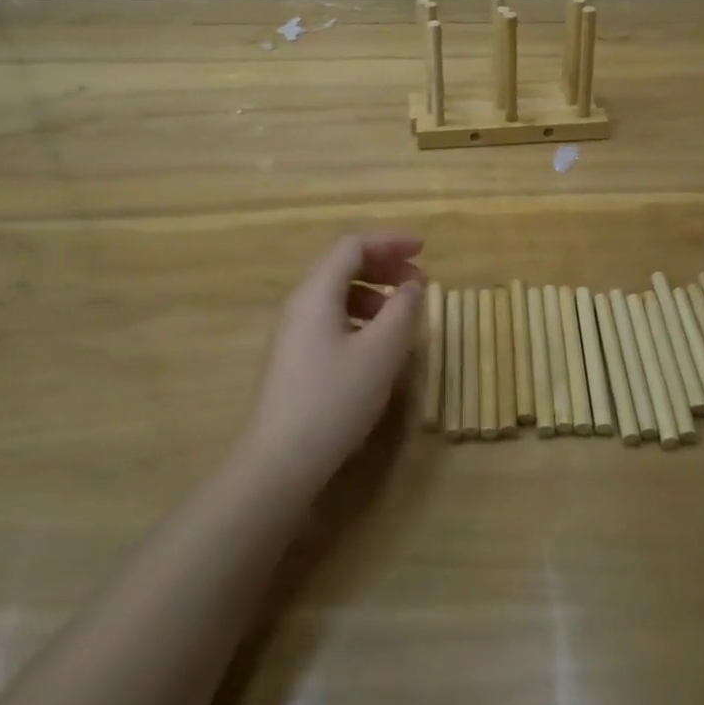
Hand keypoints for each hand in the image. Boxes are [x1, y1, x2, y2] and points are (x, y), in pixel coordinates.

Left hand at [242, 234, 426, 490]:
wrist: (279, 462)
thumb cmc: (334, 400)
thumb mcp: (381, 353)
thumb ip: (403, 311)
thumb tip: (411, 286)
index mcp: (316, 292)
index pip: (353, 246)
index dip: (390, 242)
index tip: (424, 250)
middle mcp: (300, 304)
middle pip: (343, 266)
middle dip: (384, 267)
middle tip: (419, 283)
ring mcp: (293, 332)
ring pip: (337, 295)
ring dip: (374, 295)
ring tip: (402, 318)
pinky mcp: (294, 358)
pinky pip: (331, 319)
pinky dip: (360, 318)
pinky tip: (377, 347)